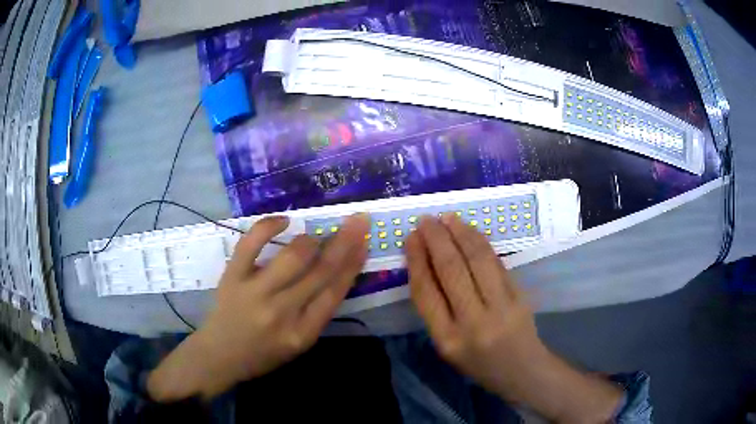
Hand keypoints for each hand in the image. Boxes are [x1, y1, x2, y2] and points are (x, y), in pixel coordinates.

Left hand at [148, 214, 369, 400]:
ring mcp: (255, 292)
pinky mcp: (232, 277)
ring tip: (317, 236)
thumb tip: (337, 272)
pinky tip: (284, 220)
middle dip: (344, 241)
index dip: (353, 263)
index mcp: (302, 333)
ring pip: (292, 257)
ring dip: (311, 240)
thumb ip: (317, 312)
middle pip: (320, 271)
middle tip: (358, 219)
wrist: (220, 355)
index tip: (364, 241)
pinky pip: (251, 244)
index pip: (335, 293)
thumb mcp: (298, 343)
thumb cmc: (263, 353)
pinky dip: (268, 226)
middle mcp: (282, 312)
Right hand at [406, 215, 621, 422]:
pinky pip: (497, 263)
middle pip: (451, 270)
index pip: (426, 292)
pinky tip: (470, 231)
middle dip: (436, 239)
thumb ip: (436, 310)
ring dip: (460, 233)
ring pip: (477, 260)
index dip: (416, 260)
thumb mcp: (448, 347)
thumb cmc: (478, 363)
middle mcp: (473, 322)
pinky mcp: (519, 296)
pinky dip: (481, 243)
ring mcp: (500, 307)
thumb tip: (425, 265)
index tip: (410, 238)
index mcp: (447, 340)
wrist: (522, 371)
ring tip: (447, 217)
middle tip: (426, 220)